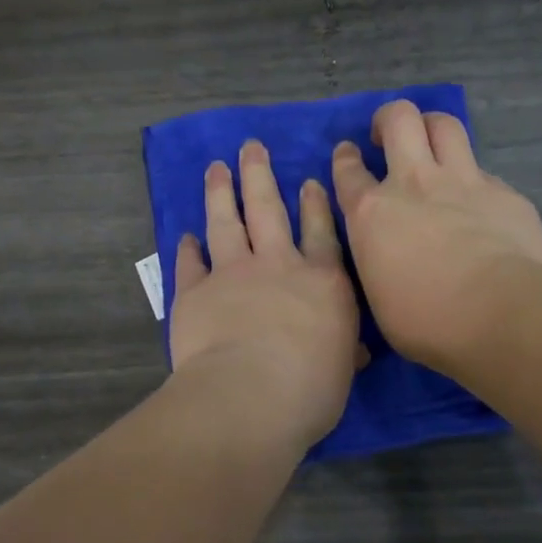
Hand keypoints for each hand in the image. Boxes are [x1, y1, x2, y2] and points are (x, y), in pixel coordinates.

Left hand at [169, 140, 362, 449]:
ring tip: (216, 168)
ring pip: (226, 222)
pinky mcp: (195, 291)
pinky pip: (190, 263)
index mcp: (322, 281)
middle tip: (250, 147)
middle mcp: (278, 265)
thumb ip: (344, 351)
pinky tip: (186, 235)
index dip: (315, 204)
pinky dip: (187, 248)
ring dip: (220, 193)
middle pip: (269, 209)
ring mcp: (233, 273)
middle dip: (260, 175)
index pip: (321, 232)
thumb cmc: (311, 388)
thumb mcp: (342, 370)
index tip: (308, 180)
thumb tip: (355, 352)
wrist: (251, 395)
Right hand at [331, 100, 541, 374]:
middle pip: (399, 119)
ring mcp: (463, 181)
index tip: (349, 156)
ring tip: (432, 143)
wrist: (499, 314)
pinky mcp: (504, 193)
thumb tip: (390, 254)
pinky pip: (484, 171)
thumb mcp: (377, 296)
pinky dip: (474, 180)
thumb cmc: (426, 321)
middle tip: (388, 135)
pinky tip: (479, 203)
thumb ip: (378, 259)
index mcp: (371, 213)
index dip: (346, 159)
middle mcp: (413, 183)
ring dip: (433, 127)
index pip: (348, 170)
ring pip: (445, 125)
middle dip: (389, 118)